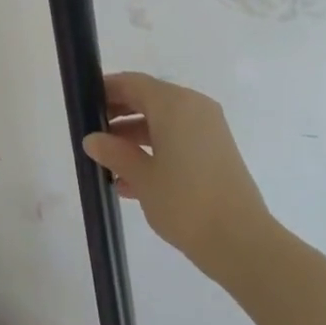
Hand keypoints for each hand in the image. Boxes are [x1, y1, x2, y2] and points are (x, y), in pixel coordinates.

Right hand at [82, 72, 272, 280]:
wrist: (241, 241)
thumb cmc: (185, 202)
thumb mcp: (142, 178)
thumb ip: (114, 153)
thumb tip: (92, 139)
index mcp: (174, 103)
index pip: (133, 83)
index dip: (107, 90)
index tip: (84, 104)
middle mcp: (193, 106)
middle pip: (149, 99)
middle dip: (120, 114)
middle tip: (93, 134)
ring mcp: (208, 128)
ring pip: (163, 121)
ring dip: (135, 136)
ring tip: (109, 163)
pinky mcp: (217, 149)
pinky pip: (179, 138)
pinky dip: (156, 149)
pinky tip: (132, 181)